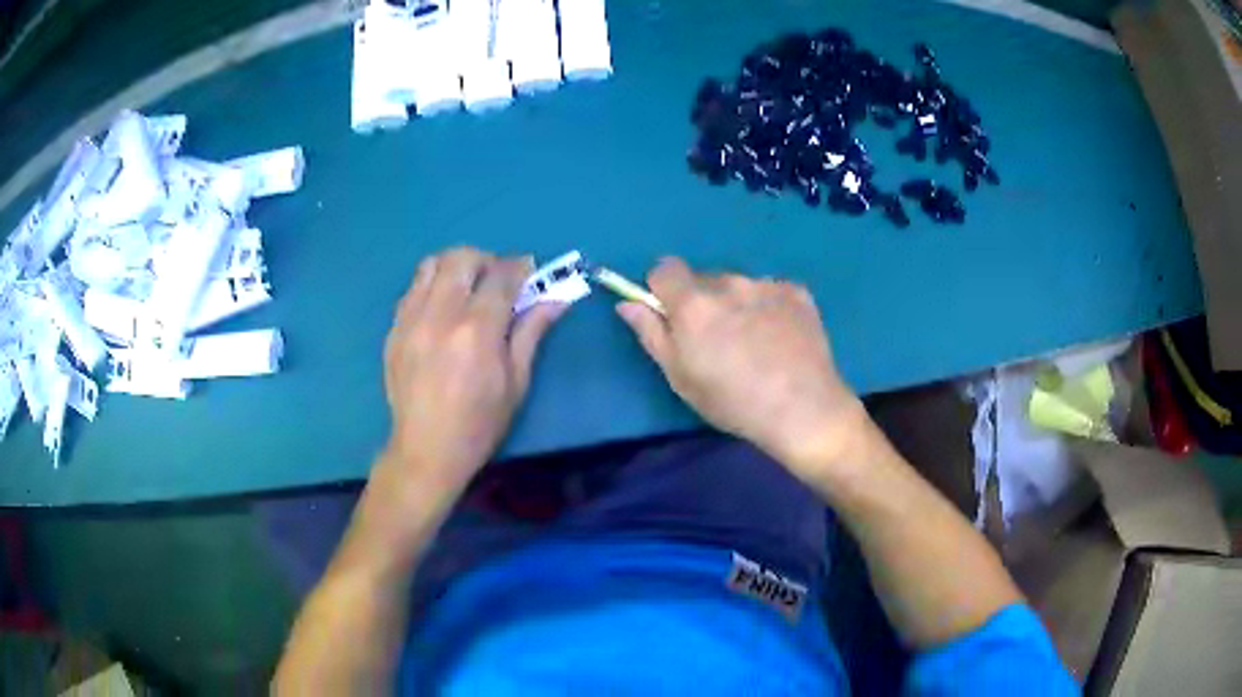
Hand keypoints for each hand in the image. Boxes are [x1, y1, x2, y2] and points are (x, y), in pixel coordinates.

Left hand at [382, 247, 563, 489]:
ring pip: (431, 265)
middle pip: (461, 258)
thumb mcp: (517, 382)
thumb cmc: (480, 423)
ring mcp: (411, 320)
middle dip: (485, 260)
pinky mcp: (394, 329)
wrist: (426, 449)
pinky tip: (441, 310)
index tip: (529, 271)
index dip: (520, 267)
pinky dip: (431, 286)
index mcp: (477, 330)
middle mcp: (441, 314)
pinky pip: (412, 289)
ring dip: (455, 267)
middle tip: (496, 281)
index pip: (501, 276)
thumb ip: (532, 332)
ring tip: (466, 289)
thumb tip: (557, 298)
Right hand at [616, 257, 869, 482]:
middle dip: (703, 301)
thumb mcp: (680, 377)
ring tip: (755, 344)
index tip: (673, 318)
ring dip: (737, 304)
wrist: (803, 409)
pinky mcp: (796, 292)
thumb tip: (627, 303)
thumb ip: (651, 334)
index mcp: (693, 303)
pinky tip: (780, 339)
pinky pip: (770, 291)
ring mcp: (766, 284)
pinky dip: (769, 308)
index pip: (664, 268)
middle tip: (718, 341)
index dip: (663, 290)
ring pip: (738, 286)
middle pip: (703, 279)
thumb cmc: (733, 401)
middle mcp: (728, 283)